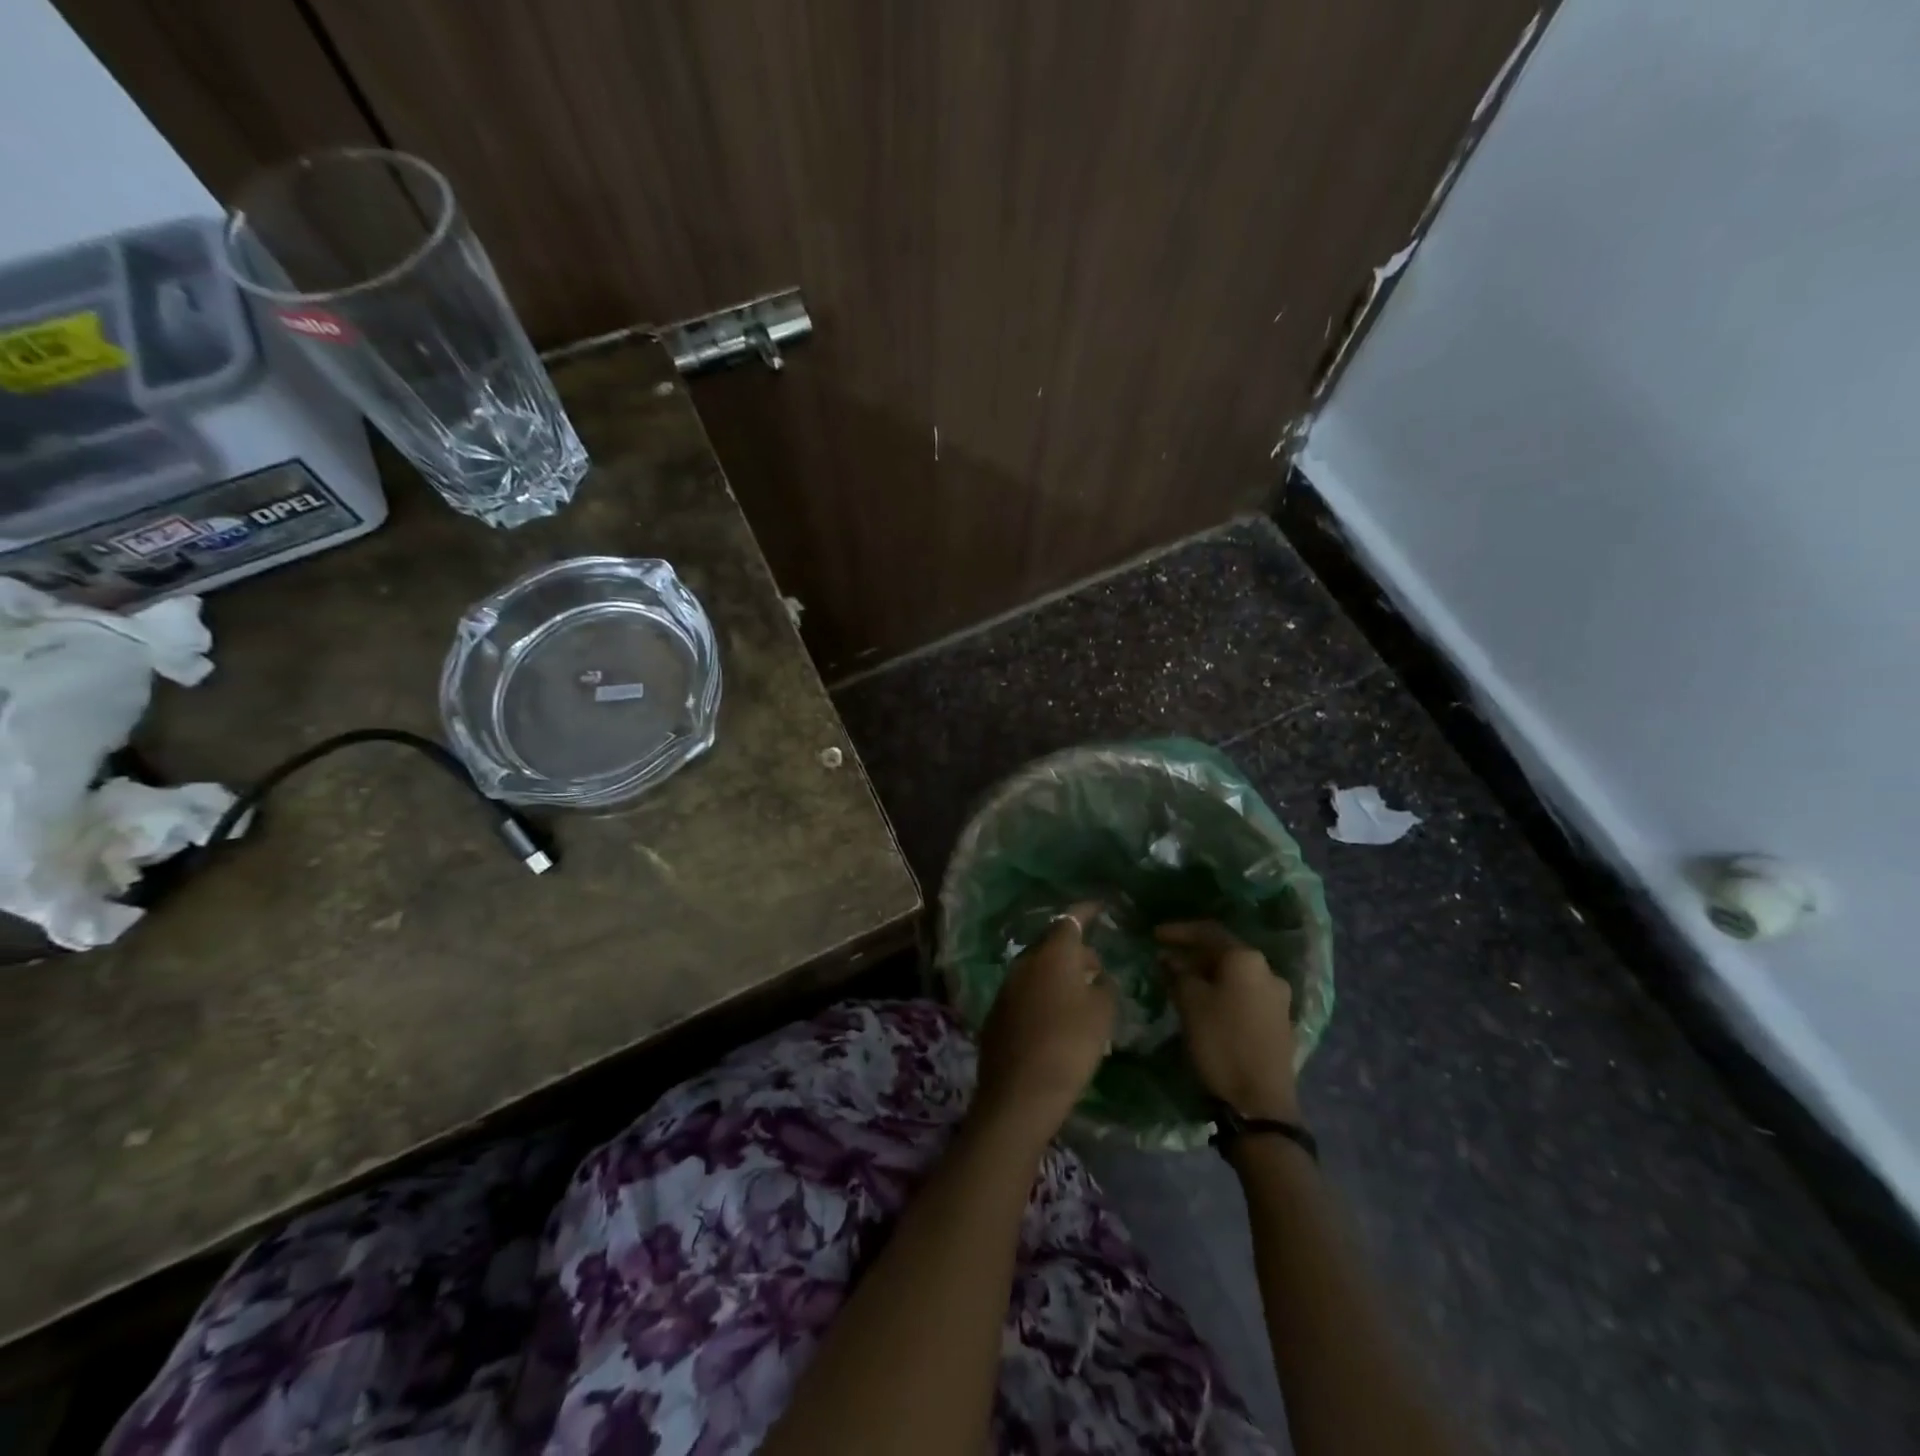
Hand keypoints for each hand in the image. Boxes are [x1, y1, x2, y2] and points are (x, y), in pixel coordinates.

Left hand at [974, 903, 1116, 1143]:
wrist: (1019, 1093)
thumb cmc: (1070, 1045)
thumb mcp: (1103, 1014)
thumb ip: (1104, 987)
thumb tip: (1097, 977)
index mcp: (1052, 954)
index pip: (1070, 919)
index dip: (1086, 911)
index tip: (1100, 906)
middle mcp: (1025, 962)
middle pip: (1052, 944)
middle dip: (1075, 950)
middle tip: (1097, 968)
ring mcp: (1007, 987)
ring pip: (1038, 969)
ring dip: (1059, 974)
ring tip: (1081, 995)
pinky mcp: (998, 1013)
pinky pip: (1027, 992)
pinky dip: (1044, 995)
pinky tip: (1057, 1018)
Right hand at [1157, 921, 1300, 1121]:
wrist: (1259, 1103)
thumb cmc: (1220, 1042)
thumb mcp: (1190, 1003)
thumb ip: (1178, 973)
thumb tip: (1171, 959)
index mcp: (1247, 960)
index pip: (1208, 932)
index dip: (1178, 931)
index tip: (1154, 936)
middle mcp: (1268, 971)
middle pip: (1224, 952)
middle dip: (1193, 955)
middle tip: (1165, 962)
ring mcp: (1278, 998)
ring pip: (1235, 975)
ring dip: (1207, 975)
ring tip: (1181, 984)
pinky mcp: (1279, 1022)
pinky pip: (1245, 994)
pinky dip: (1223, 992)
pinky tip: (1205, 1005)